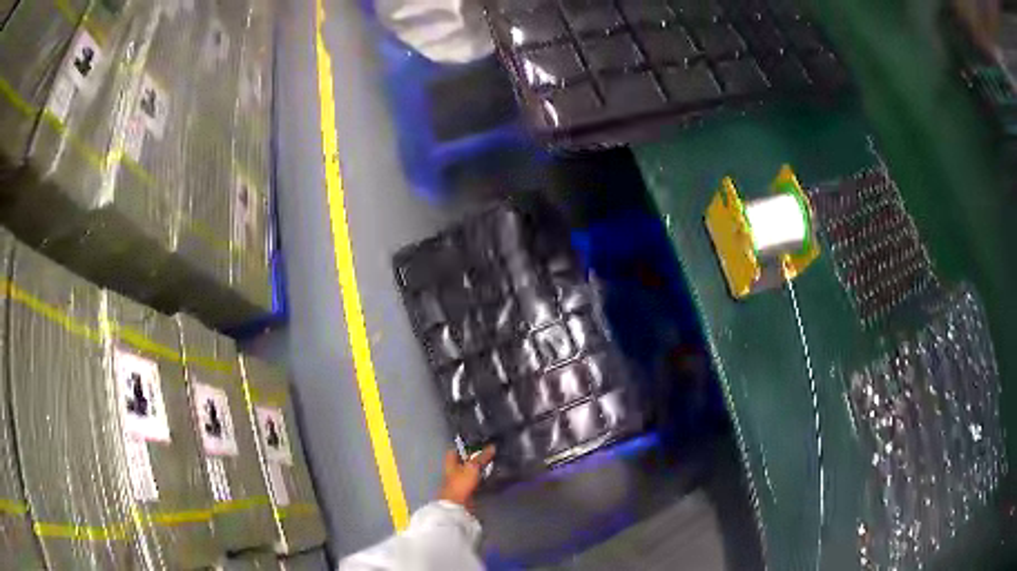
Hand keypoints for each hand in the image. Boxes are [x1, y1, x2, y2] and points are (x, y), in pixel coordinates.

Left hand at [439, 445, 494, 513]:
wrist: (457, 505)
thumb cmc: (461, 483)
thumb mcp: (473, 467)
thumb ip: (482, 456)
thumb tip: (493, 446)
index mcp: (451, 462)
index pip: (456, 449)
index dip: (466, 444)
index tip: (478, 440)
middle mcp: (454, 469)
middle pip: (465, 460)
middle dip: (476, 456)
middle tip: (490, 451)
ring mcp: (460, 480)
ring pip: (471, 470)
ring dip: (481, 467)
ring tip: (494, 461)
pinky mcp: (467, 490)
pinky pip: (476, 480)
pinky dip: (483, 478)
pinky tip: (492, 476)